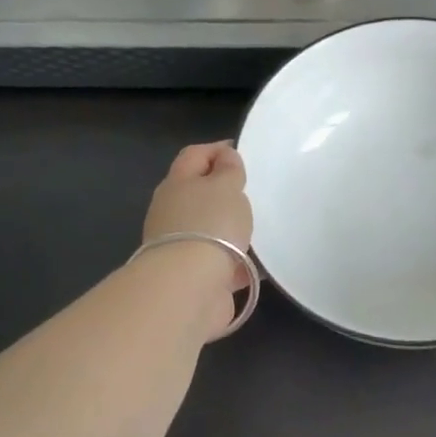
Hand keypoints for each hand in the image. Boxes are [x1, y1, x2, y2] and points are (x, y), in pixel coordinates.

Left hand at [141, 142, 254, 340]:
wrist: (190, 286)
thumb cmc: (210, 225)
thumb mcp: (226, 186)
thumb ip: (229, 170)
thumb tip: (225, 158)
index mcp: (177, 184)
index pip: (193, 156)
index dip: (215, 150)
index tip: (241, 152)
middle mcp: (173, 213)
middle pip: (199, 194)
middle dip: (224, 192)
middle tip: (254, 192)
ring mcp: (181, 246)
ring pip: (210, 229)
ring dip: (231, 229)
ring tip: (262, 229)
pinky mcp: (194, 275)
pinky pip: (221, 261)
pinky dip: (237, 261)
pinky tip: (259, 264)